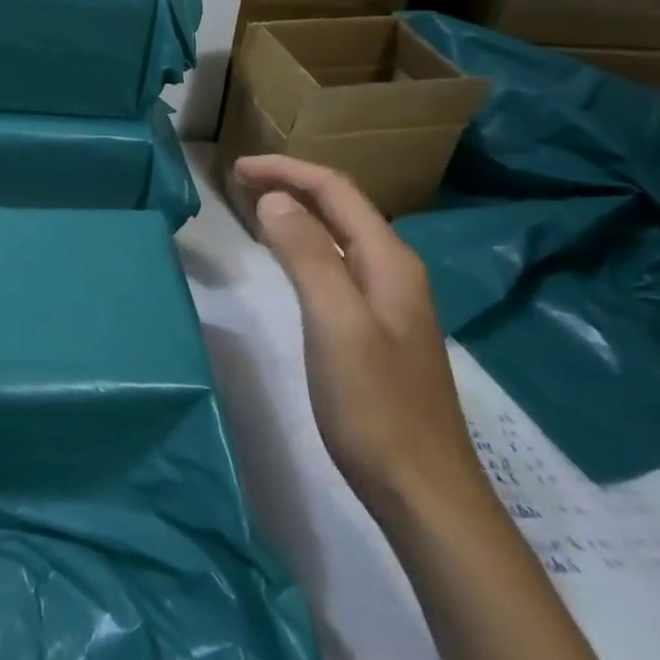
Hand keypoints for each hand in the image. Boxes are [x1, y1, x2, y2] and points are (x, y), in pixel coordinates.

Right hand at [232, 155, 489, 524]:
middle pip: (341, 206)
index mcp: (389, 261)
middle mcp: (394, 270)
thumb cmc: (375, 405)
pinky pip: (337, 263)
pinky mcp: (377, 327)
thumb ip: (308, 255)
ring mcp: (389, 300)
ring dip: (298, 211)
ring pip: (340, 234)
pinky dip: (305, 244)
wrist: (423, 490)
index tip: (236, 169)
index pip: (336, 190)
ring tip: (255, 207)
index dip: (286, 171)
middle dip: (291, 183)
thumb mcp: (336, 323)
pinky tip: (287, 259)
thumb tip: (274, 199)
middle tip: (238, 182)